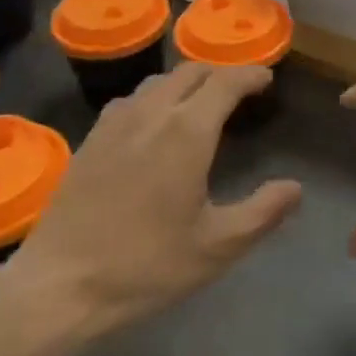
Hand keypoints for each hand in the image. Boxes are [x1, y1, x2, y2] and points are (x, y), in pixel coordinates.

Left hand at [15, 64, 301, 332]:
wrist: (60, 284)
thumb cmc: (146, 265)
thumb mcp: (216, 248)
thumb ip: (262, 213)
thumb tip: (295, 188)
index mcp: (187, 131)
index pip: (226, 82)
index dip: (250, 75)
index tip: (266, 79)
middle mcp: (152, 113)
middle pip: (191, 71)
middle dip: (220, 73)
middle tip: (239, 90)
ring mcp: (116, 123)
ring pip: (158, 81)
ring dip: (186, 82)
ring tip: (200, 102)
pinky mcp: (91, 139)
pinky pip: (131, 100)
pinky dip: (155, 97)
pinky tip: (153, 124)